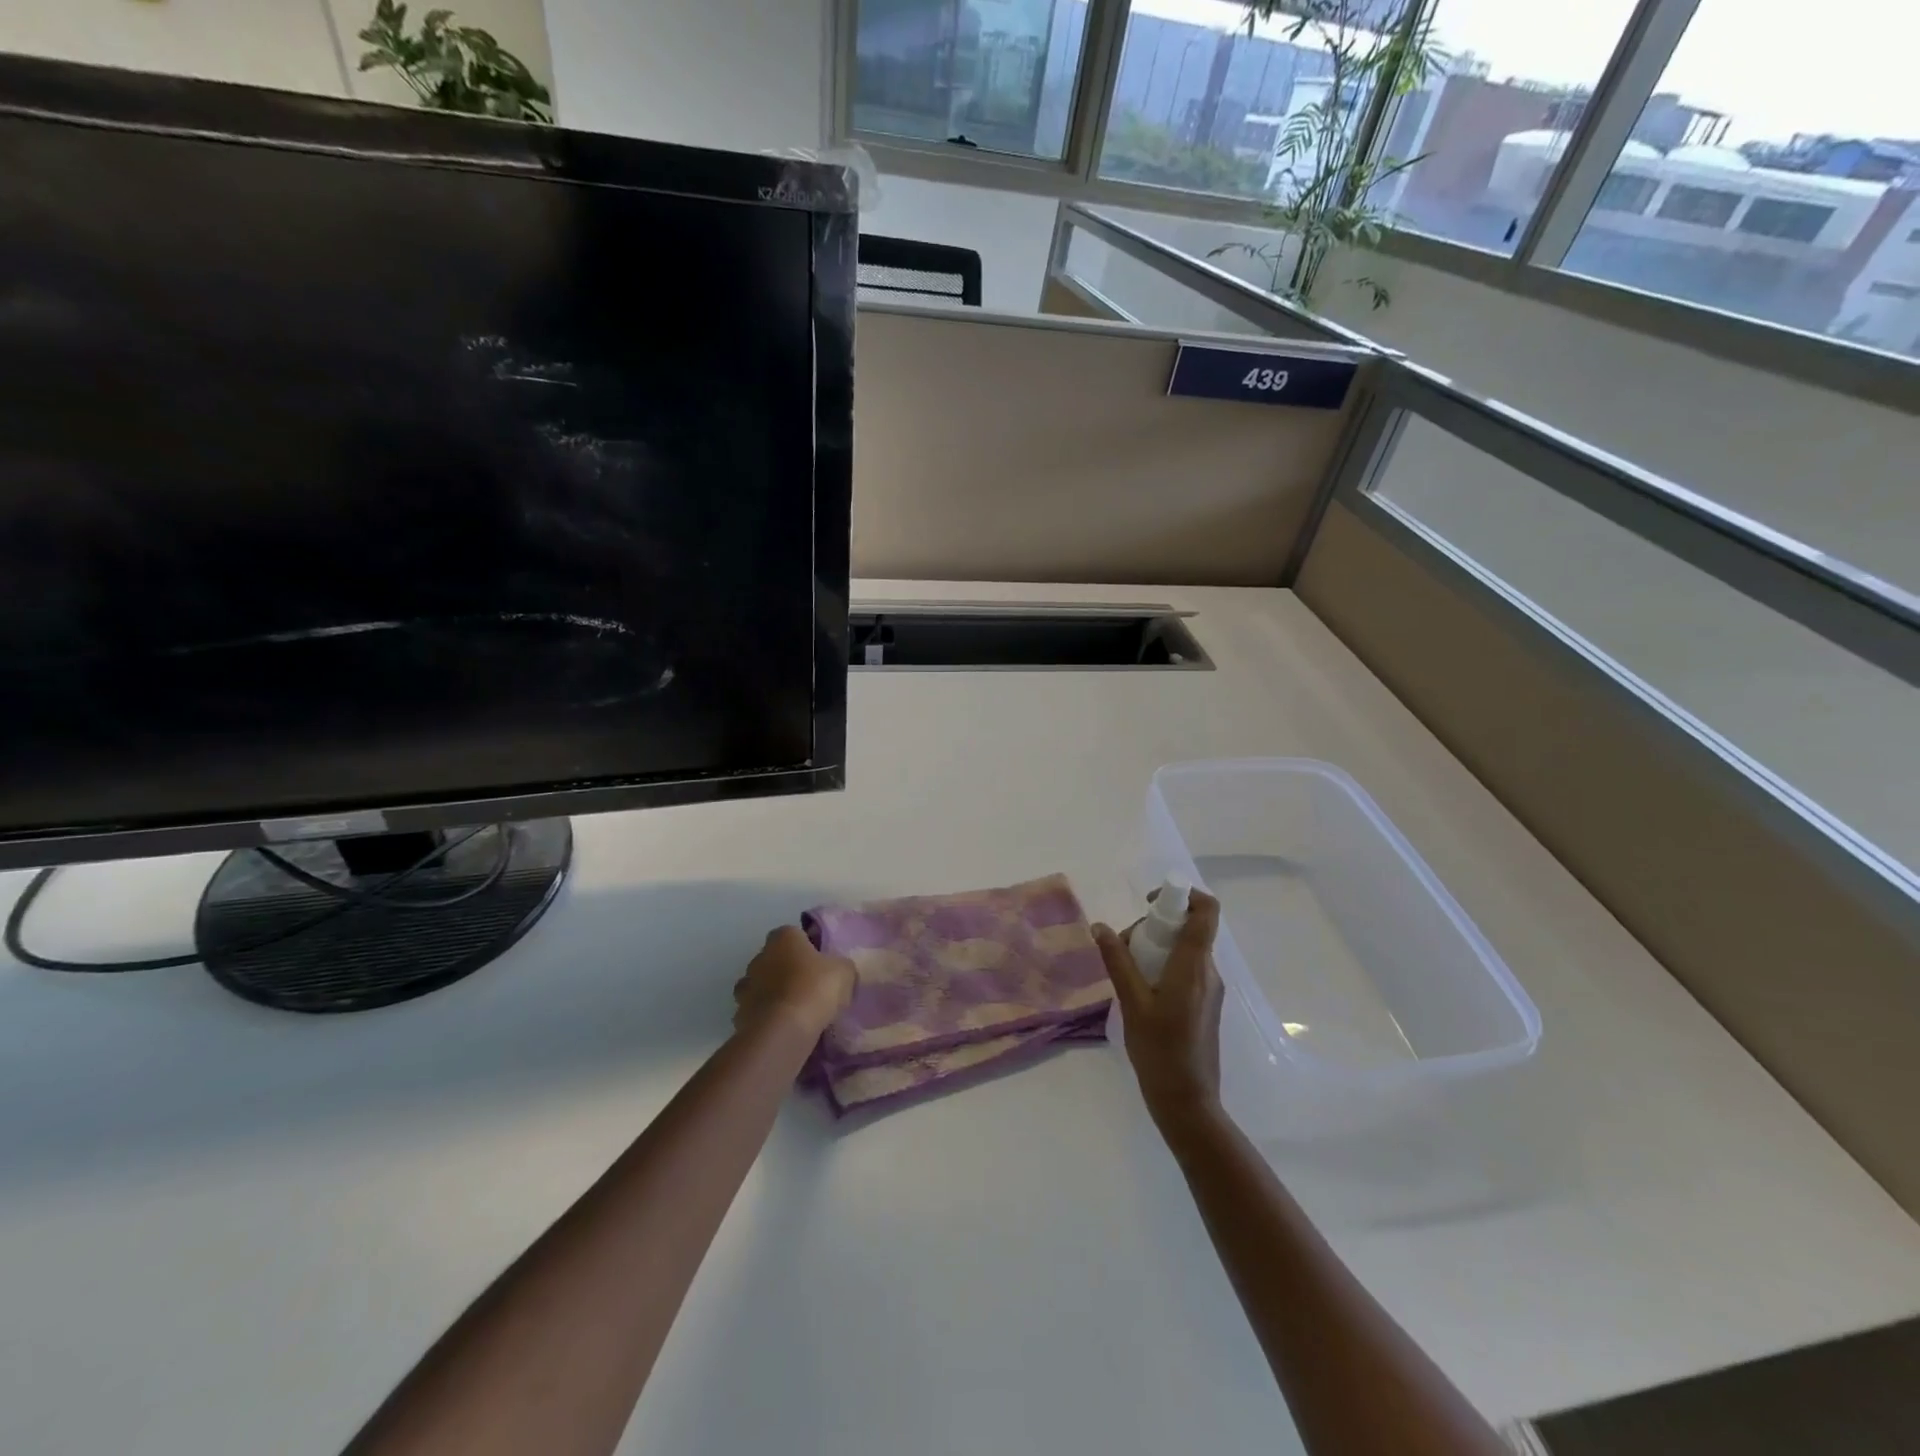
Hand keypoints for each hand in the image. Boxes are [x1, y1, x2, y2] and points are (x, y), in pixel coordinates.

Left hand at [733, 926, 855, 1041]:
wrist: (783, 1030)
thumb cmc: (814, 989)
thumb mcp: (844, 972)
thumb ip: (840, 966)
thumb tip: (837, 970)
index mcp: (783, 937)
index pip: (795, 934)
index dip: (808, 948)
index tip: (821, 964)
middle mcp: (759, 956)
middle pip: (775, 959)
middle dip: (788, 970)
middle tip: (810, 987)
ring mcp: (746, 987)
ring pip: (763, 986)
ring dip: (775, 994)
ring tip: (796, 1011)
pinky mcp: (739, 1015)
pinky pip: (757, 1012)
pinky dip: (767, 1017)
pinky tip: (784, 1028)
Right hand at [1093, 890, 1224, 1127]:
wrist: (1188, 1102)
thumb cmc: (1160, 1051)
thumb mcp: (1132, 1003)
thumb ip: (1117, 961)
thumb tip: (1101, 927)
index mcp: (1195, 965)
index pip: (1207, 910)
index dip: (1183, 894)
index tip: (1151, 903)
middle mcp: (1209, 972)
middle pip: (1190, 928)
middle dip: (1155, 925)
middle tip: (1125, 947)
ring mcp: (1209, 989)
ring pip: (1185, 949)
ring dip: (1156, 948)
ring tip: (1127, 973)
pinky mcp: (1204, 1004)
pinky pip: (1186, 969)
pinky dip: (1163, 966)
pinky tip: (1139, 991)